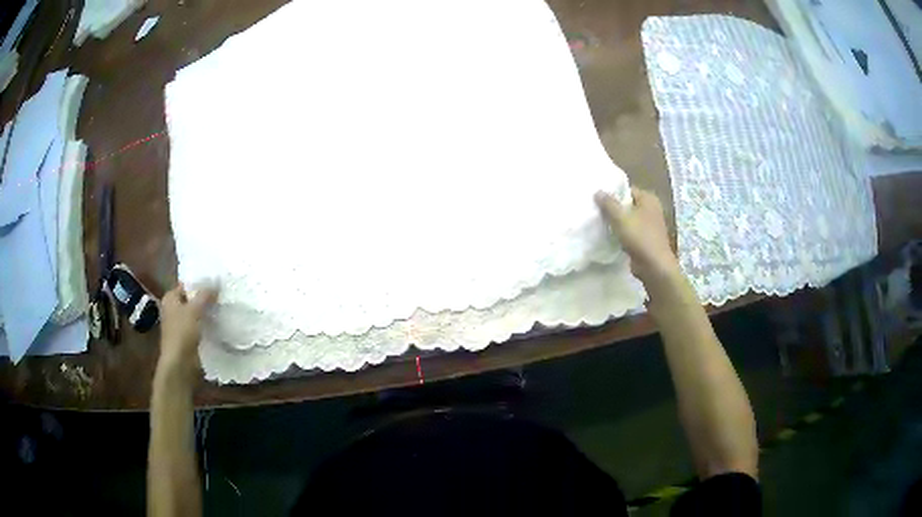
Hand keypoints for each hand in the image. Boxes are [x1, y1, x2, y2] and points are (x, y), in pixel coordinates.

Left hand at [157, 284, 218, 377]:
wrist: (179, 362)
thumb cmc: (182, 332)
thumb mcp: (194, 310)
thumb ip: (204, 295)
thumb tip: (216, 283)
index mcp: (170, 298)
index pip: (185, 285)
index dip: (199, 283)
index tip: (215, 283)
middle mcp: (172, 309)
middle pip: (190, 299)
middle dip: (204, 298)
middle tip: (220, 295)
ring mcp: (179, 324)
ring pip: (194, 313)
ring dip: (205, 312)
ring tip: (221, 307)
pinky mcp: (186, 336)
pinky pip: (197, 325)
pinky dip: (205, 323)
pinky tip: (216, 323)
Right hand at [595, 188, 679, 283]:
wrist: (654, 266)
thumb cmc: (640, 238)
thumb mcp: (621, 218)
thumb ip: (609, 204)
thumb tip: (598, 191)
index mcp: (648, 199)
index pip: (627, 190)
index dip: (613, 193)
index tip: (597, 198)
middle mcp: (651, 209)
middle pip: (627, 204)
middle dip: (613, 208)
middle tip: (595, 210)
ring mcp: (649, 225)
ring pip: (628, 219)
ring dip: (616, 222)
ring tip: (598, 222)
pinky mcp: (645, 239)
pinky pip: (630, 232)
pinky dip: (621, 233)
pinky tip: (608, 236)